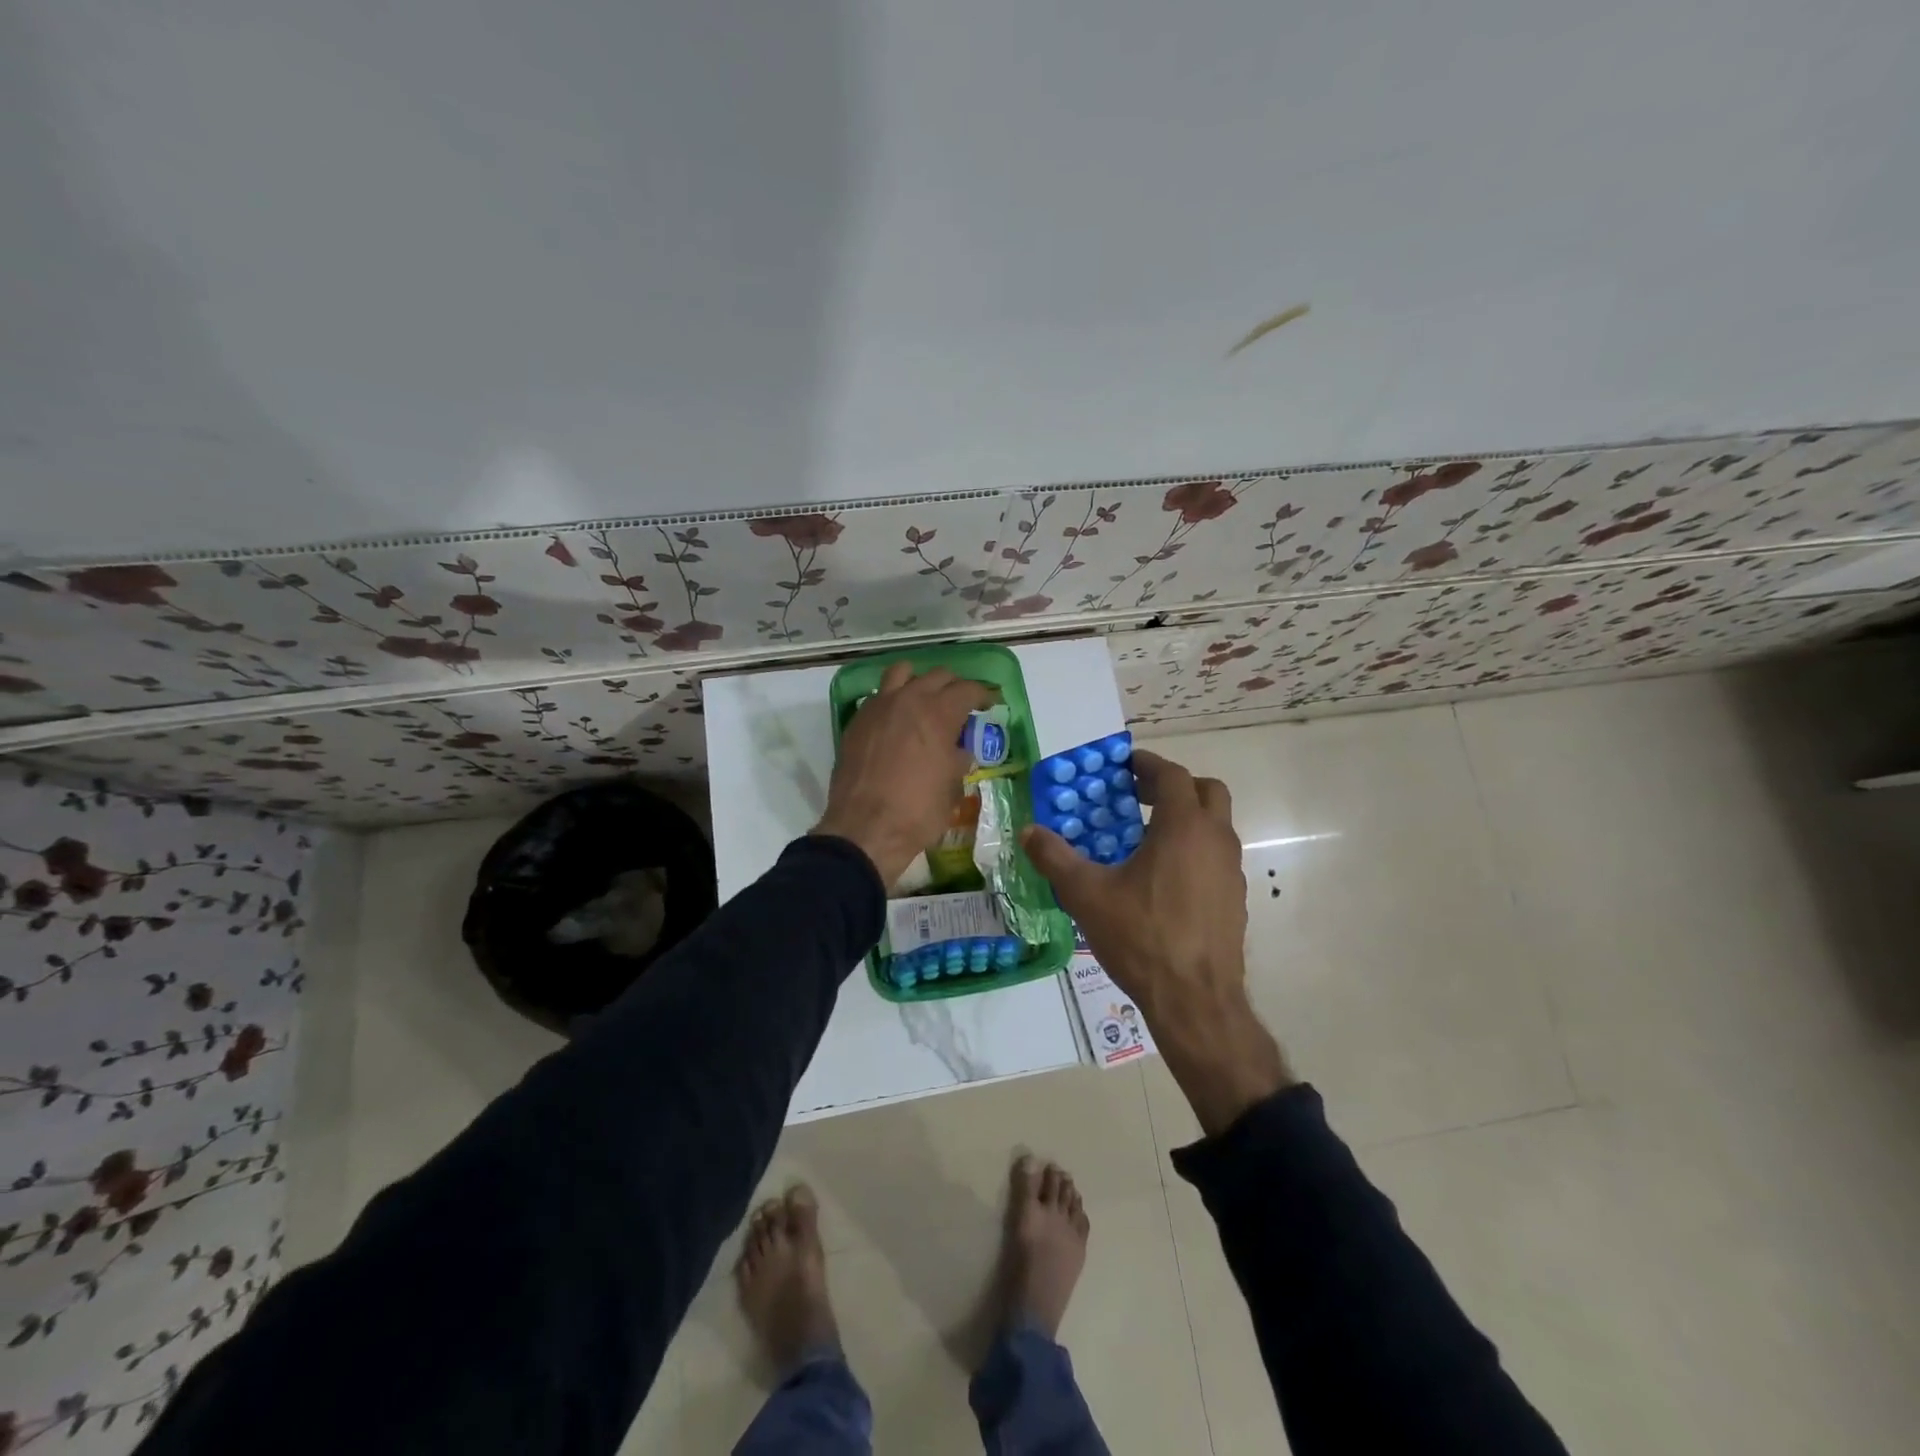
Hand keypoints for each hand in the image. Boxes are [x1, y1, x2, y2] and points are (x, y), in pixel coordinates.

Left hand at [812, 661, 992, 887]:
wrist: (865, 829)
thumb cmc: (918, 811)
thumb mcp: (952, 788)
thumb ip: (958, 760)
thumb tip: (959, 751)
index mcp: (939, 713)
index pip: (967, 689)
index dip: (983, 695)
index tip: (989, 703)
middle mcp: (909, 700)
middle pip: (937, 676)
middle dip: (954, 687)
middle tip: (961, 705)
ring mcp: (879, 707)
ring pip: (902, 673)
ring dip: (919, 681)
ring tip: (925, 700)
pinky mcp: (857, 721)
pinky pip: (879, 695)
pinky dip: (893, 699)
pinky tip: (897, 721)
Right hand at [1021, 749, 1292, 1134]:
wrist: (1196, 1000)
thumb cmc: (1141, 937)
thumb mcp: (1086, 894)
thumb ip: (1055, 857)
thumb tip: (1028, 831)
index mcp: (1183, 827)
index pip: (1173, 775)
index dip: (1148, 765)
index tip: (1124, 765)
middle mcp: (1215, 840)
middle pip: (1206, 791)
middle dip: (1175, 786)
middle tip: (1139, 796)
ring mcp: (1231, 871)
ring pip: (1216, 826)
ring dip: (1187, 819)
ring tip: (1146, 838)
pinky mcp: (1235, 899)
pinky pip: (1216, 857)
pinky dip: (1194, 850)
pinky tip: (1163, 880)